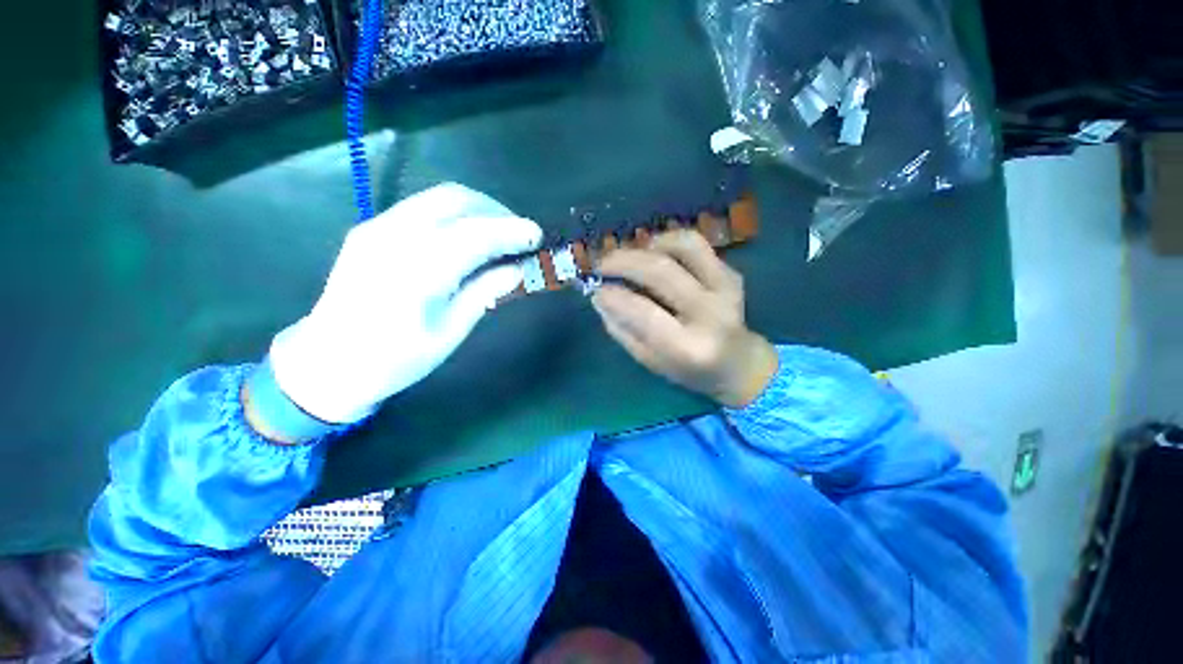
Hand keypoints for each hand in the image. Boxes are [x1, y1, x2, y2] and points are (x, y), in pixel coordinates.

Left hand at [269, 183, 541, 423]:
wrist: (328, 361)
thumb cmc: (395, 360)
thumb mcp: (449, 334)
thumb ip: (483, 294)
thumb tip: (517, 270)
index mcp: (415, 272)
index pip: (474, 234)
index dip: (511, 231)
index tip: (537, 236)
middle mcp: (393, 237)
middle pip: (455, 200)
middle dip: (496, 211)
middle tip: (519, 234)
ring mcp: (377, 227)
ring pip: (438, 197)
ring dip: (478, 208)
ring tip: (500, 233)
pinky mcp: (371, 228)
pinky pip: (423, 207)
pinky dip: (455, 214)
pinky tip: (468, 236)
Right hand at [592, 230, 777, 407]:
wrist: (738, 363)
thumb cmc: (689, 370)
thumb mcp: (650, 361)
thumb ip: (623, 331)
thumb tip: (600, 298)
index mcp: (689, 347)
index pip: (645, 313)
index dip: (615, 297)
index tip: (596, 289)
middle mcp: (711, 313)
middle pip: (661, 271)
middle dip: (623, 261)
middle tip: (601, 264)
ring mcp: (726, 289)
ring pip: (683, 246)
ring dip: (647, 245)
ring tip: (629, 256)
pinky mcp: (731, 274)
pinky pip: (696, 245)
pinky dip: (668, 241)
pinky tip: (653, 252)